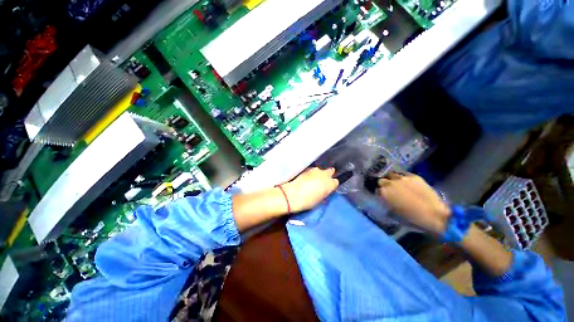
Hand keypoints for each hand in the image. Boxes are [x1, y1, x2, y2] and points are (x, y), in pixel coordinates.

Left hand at [281, 167, 338, 212]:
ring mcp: (315, 170)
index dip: (331, 184)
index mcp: (330, 184)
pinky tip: (308, 178)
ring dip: (319, 173)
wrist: (293, 195)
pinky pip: (313, 170)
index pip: (335, 181)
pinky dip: (311, 173)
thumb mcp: (320, 199)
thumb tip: (324, 190)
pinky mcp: (307, 169)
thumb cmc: (308, 201)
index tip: (328, 187)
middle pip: (330, 171)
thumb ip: (325, 192)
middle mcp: (325, 175)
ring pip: (320, 170)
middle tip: (323, 181)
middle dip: (328, 175)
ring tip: (314, 179)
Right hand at [377, 172, 450, 233]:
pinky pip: (403, 173)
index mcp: (384, 193)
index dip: (379, 192)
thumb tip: (384, 199)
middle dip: (383, 183)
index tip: (382, 194)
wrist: (434, 213)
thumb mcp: (393, 212)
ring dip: (391, 178)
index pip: (376, 189)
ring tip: (395, 182)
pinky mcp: (413, 176)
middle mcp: (390, 183)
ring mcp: (402, 178)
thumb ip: (386, 202)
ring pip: (391, 174)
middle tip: (388, 188)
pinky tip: (406, 181)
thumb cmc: (412, 217)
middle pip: (381, 180)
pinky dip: (402, 177)